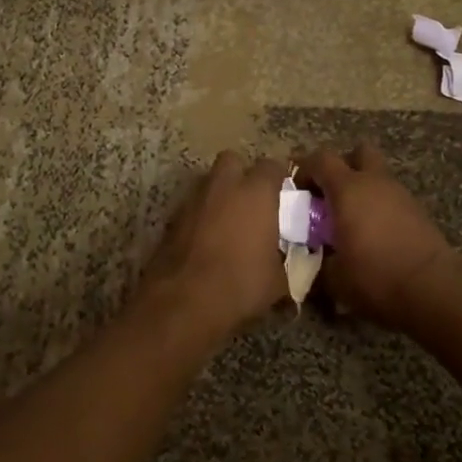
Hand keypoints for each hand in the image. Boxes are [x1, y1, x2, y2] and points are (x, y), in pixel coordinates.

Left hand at [135, 151, 287, 338]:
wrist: (184, 301)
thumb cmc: (240, 284)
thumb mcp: (278, 280)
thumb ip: (286, 259)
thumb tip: (288, 259)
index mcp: (256, 192)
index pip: (272, 166)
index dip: (279, 178)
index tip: (284, 196)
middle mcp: (224, 185)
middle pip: (233, 160)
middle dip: (242, 175)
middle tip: (252, 201)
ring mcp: (194, 199)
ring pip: (209, 182)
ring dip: (219, 194)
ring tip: (228, 222)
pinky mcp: (172, 217)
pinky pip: (192, 206)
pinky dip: (201, 215)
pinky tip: (206, 240)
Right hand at [301, 145, 460, 326]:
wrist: (434, 290)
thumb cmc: (376, 277)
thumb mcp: (334, 278)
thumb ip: (318, 263)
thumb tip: (313, 261)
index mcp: (348, 189)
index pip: (321, 159)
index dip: (305, 169)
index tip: (296, 191)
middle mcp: (375, 182)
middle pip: (358, 153)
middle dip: (342, 167)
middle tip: (329, 195)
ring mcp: (400, 194)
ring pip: (377, 176)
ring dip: (362, 189)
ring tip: (351, 221)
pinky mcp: (418, 211)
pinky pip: (391, 197)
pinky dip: (379, 207)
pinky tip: (374, 235)